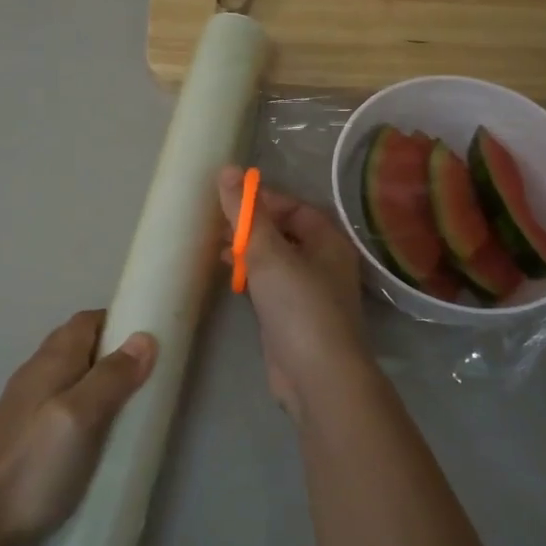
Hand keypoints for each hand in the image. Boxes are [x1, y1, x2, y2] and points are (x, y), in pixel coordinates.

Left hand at [0, 311, 156, 545]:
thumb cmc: (36, 464)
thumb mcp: (81, 417)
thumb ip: (112, 377)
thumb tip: (145, 337)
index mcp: (51, 361)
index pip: (88, 321)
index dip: (120, 321)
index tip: (154, 338)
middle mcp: (37, 373)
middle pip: (81, 345)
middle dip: (116, 352)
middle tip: (151, 376)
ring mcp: (28, 404)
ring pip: (74, 376)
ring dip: (104, 382)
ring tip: (134, 406)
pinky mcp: (28, 434)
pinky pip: (66, 405)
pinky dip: (90, 407)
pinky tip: (103, 436)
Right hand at [218, 166, 369, 415]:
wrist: (317, 375)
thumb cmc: (299, 305)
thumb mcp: (268, 252)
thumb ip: (246, 213)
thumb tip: (228, 170)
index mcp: (328, 241)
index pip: (294, 208)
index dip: (262, 200)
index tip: (228, 200)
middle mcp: (324, 263)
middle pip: (284, 233)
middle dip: (251, 227)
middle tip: (217, 225)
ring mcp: (309, 293)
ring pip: (276, 261)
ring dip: (248, 252)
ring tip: (217, 250)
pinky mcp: (293, 318)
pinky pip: (270, 286)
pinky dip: (251, 277)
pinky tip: (230, 278)